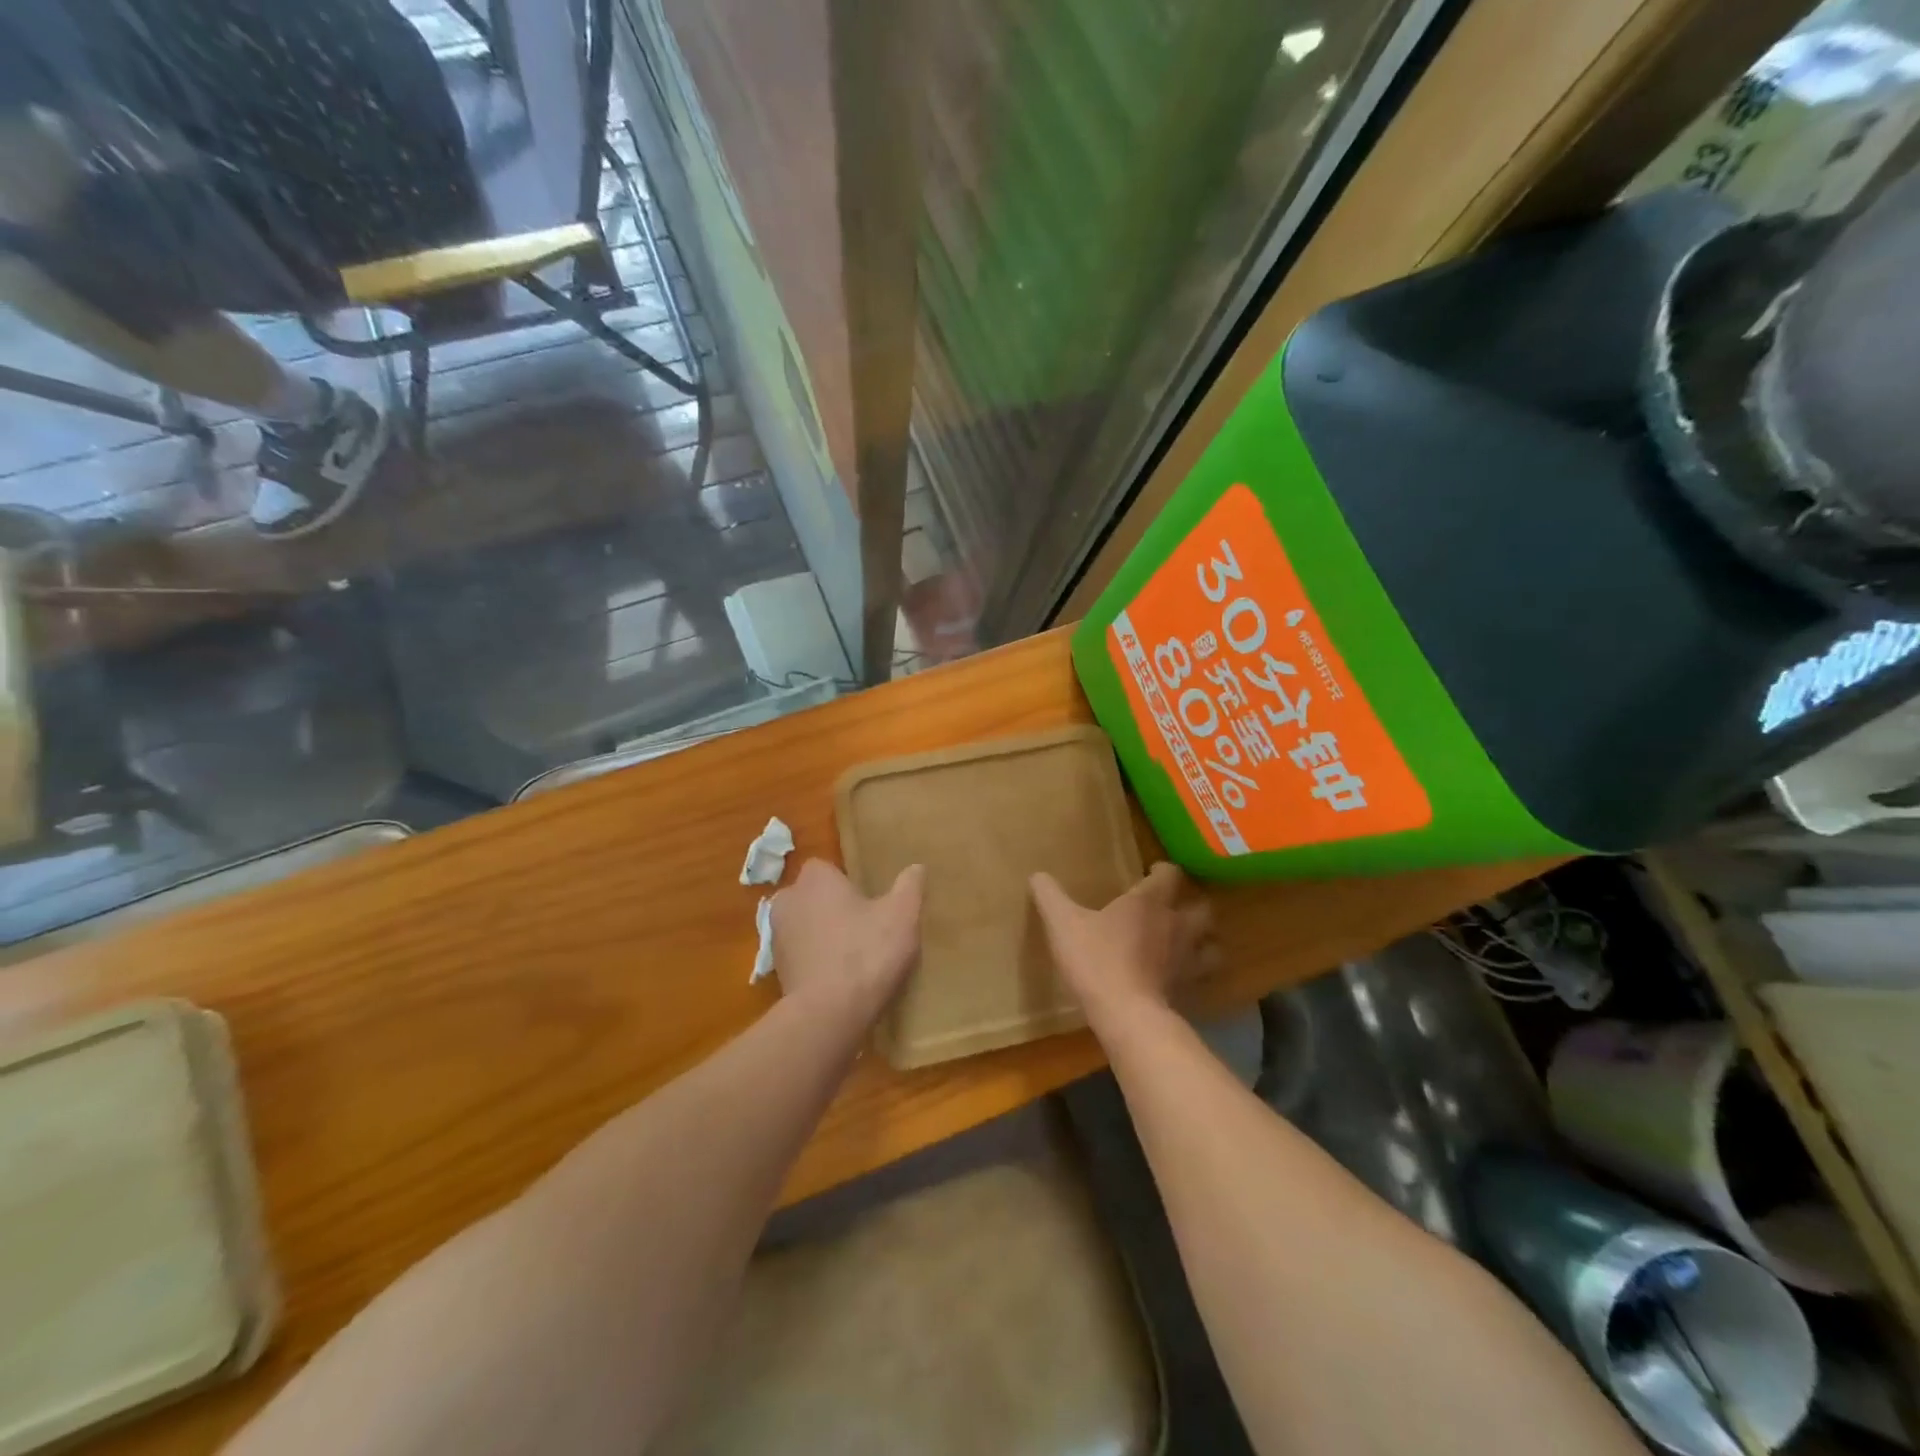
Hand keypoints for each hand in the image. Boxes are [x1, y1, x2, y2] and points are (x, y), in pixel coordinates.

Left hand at [771, 859, 924, 1024]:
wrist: (827, 1014)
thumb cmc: (865, 952)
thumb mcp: (902, 915)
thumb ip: (909, 886)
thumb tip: (916, 867)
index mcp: (815, 879)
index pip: (829, 868)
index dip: (849, 884)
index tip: (871, 902)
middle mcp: (788, 900)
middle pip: (814, 897)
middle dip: (834, 908)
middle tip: (866, 927)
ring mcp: (777, 937)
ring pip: (805, 926)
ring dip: (823, 935)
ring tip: (854, 955)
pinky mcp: (776, 970)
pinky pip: (801, 956)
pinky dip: (816, 961)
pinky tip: (839, 978)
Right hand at [1030, 862, 1215, 1031]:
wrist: (1126, 1015)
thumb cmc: (1096, 959)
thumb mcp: (1063, 924)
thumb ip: (1050, 897)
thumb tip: (1037, 875)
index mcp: (1149, 902)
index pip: (1170, 875)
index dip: (1163, 871)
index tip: (1152, 872)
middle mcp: (1176, 926)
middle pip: (1202, 908)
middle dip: (1193, 905)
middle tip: (1175, 908)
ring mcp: (1187, 961)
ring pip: (1212, 946)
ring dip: (1204, 942)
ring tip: (1188, 944)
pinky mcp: (1188, 991)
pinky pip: (1201, 979)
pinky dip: (1196, 976)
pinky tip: (1179, 980)